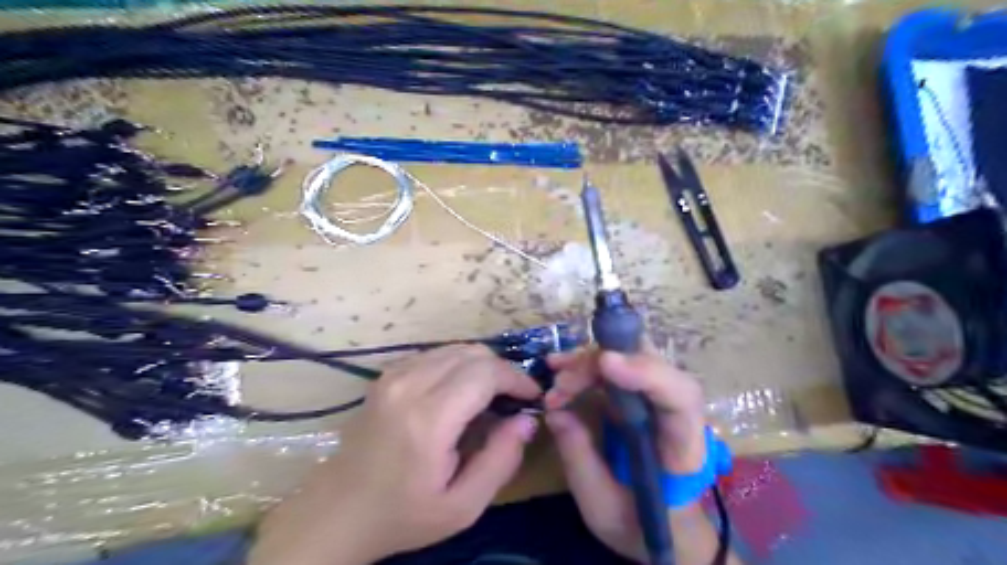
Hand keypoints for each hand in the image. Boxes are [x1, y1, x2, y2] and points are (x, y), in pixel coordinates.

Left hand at [248, 345, 542, 563]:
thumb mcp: (463, 505)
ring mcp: (394, 375)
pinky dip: (459, 365)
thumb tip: (526, 419)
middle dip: (503, 370)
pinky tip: (461, 391)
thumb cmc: (403, 514)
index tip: (532, 396)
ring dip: (482, 365)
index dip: (517, 378)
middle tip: (514, 398)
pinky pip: (435, 354)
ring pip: (455, 348)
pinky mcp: (387, 375)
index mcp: (429, 419)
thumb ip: (501, 460)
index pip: (486, 372)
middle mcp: (409, 385)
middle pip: (473, 353)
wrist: (338, 511)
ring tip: (492, 394)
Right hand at [544, 346, 705, 562]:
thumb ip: (580, 459)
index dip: (646, 372)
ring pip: (630, 356)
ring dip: (589, 361)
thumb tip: (555, 411)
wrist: (661, 527)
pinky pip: (616, 366)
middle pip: (651, 363)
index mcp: (683, 447)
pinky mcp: (637, 395)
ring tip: (554, 375)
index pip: (680, 397)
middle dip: (601, 363)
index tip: (605, 363)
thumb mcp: (602, 505)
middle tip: (560, 381)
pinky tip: (559, 368)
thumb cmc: (638, 523)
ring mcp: (656, 398)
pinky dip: (586, 365)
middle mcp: (676, 412)